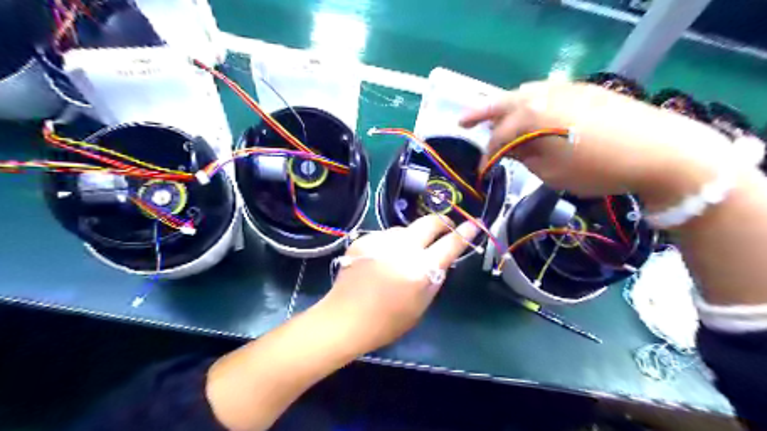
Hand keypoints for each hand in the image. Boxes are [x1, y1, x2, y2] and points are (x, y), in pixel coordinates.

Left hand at [314, 215, 478, 352]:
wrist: (345, 319)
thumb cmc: (387, 322)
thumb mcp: (421, 305)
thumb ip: (434, 277)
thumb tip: (441, 257)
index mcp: (420, 270)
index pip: (450, 244)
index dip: (465, 232)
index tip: (474, 223)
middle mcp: (402, 249)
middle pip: (429, 222)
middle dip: (442, 221)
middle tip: (445, 227)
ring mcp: (380, 241)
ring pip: (405, 228)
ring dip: (412, 236)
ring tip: (405, 253)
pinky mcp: (364, 239)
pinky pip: (385, 235)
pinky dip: (390, 243)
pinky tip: (383, 258)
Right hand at [458, 80, 726, 203]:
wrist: (660, 150)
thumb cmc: (597, 168)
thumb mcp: (552, 172)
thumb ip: (525, 157)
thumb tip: (511, 151)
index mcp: (531, 117)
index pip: (499, 137)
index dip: (487, 156)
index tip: (482, 171)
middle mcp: (543, 95)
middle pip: (503, 103)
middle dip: (480, 114)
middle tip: (462, 121)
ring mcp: (564, 88)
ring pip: (523, 95)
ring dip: (505, 106)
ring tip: (493, 119)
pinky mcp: (582, 90)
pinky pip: (544, 94)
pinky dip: (528, 104)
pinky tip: (528, 115)